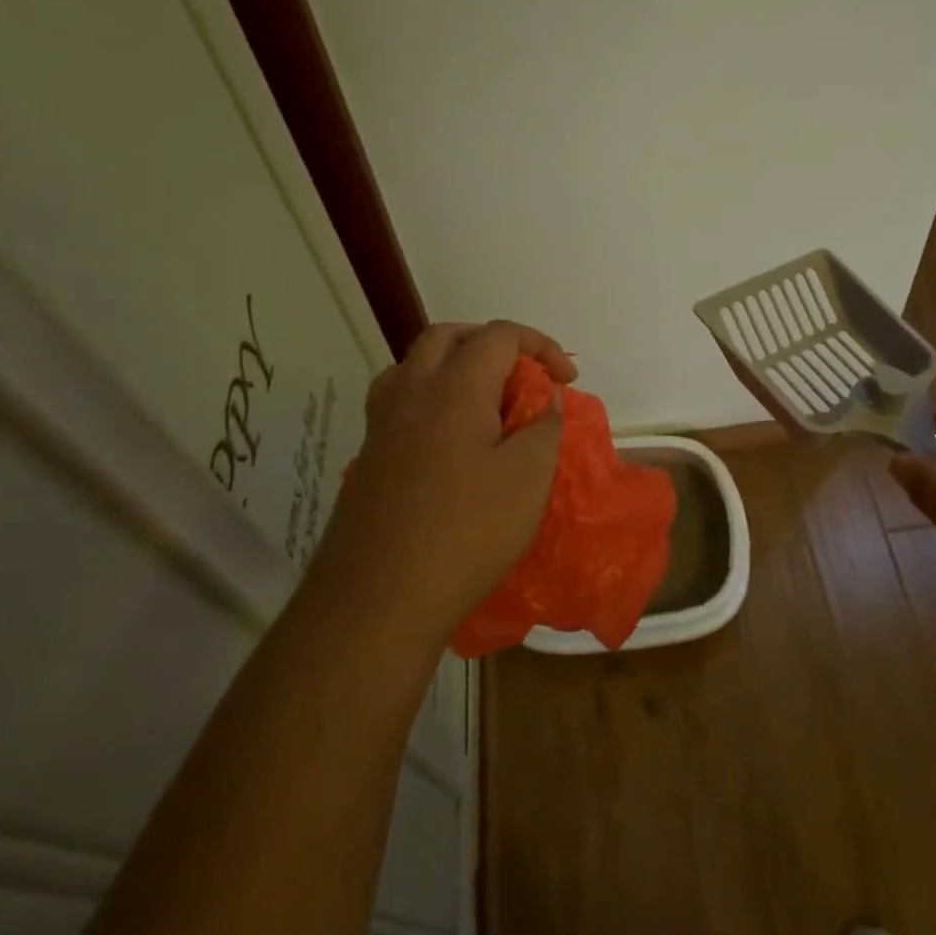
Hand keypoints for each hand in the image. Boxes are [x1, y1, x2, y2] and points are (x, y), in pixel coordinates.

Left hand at [312, 322, 575, 646]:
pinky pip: (401, 399)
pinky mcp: (369, 455)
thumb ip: (543, 427)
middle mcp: (410, 391)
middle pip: (450, 337)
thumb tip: (544, 401)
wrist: (377, 599)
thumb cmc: (465, 533)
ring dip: (457, 365)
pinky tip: (451, 438)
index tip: (566, 382)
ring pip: (417, 364)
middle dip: (494, 345)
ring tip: (487, 401)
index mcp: (454, 388)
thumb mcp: (528, 479)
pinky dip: (433, 396)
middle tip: (524, 378)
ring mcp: (382, 423)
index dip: (540, 346)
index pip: (499, 335)